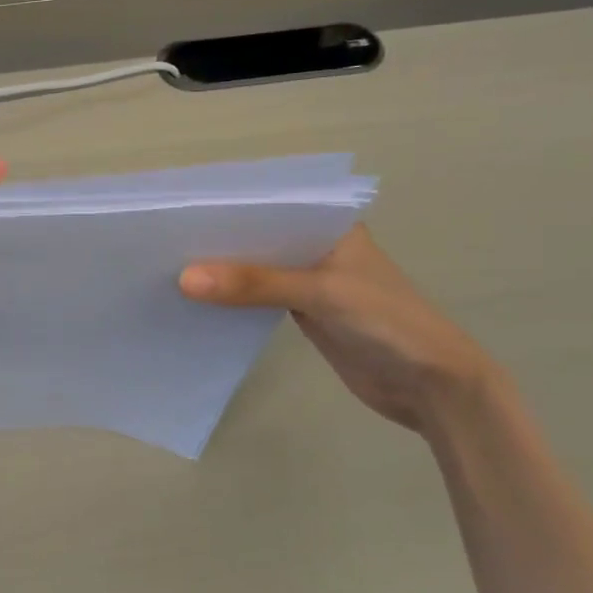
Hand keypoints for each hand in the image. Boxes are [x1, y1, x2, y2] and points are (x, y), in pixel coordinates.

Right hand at [179, 226, 499, 433]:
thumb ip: (255, 284)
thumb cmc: (387, 323)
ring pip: (256, 270)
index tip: (179, 211)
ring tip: (168, 267)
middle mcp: (318, 247)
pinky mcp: (304, 313)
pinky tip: (197, 300)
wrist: (429, 386)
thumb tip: (184, 278)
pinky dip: (233, 300)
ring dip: (223, 272)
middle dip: (219, 241)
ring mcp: (310, 281)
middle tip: (162, 242)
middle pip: (259, 238)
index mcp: (332, 226)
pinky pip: (258, 299)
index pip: (272, 206)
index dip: (229, 208)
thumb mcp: (321, 294)